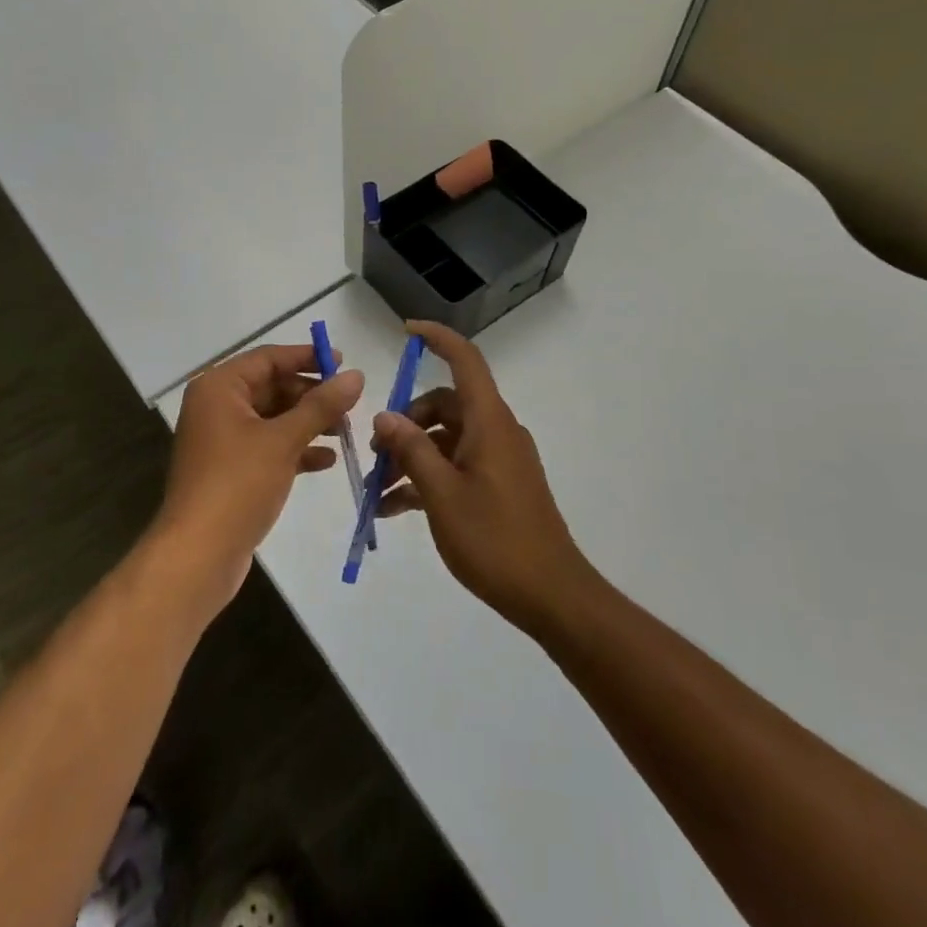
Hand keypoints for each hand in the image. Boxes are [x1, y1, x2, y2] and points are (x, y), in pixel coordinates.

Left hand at [159, 344, 363, 611]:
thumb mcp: (284, 440)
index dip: (307, 357)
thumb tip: (356, 376)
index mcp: (219, 388)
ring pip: (273, 419)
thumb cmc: (237, 485)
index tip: (343, 362)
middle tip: (350, 404)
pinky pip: (269, 447)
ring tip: (345, 432)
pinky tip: (327, 460)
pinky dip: (296, 449)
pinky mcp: (231, 471)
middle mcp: (217, 407)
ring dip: (308, 423)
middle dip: (311, 395)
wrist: (198, 556)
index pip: (268, 358)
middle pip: (272, 387)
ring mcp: (222, 441)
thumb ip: (321, 405)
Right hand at [371, 321, 593, 636]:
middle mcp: (496, 430)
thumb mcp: (441, 494)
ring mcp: (499, 458)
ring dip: (411, 456)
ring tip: (377, 491)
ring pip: (446, 438)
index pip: (465, 360)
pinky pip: (457, 465)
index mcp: (489, 421)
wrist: (551, 595)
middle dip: (405, 423)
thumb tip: (384, 416)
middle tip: (374, 455)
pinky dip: (428, 477)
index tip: (405, 331)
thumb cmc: (495, 539)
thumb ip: (411, 450)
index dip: (437, 338)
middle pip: (445, 405)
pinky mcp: (499, 484)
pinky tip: (396, 507)